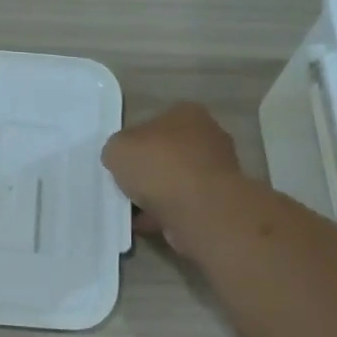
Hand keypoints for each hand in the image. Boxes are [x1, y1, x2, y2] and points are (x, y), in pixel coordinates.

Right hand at [102, 103, 246, 252]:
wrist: (199, 210)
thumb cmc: (159, 166)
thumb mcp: (117, 148)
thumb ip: (118, 149)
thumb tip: (123, 159)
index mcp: (188, 113)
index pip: (156, 122)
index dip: (136, 141)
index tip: (122, 161)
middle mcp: (209, 136)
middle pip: (168, 152)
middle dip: (149, 169)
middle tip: (126, 184)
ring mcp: (218, 170)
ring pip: (177, 180)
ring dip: (156, 194)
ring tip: (132, 209)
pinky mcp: (219, 201)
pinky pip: (183, 204)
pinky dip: (165, 213)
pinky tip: (145, 223)